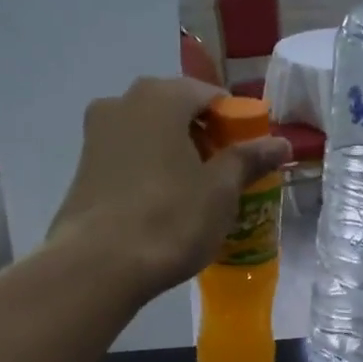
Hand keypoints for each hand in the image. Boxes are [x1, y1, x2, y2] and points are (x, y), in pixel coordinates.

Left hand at [49, 76, 290, 302]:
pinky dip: (149, 173)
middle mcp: (122, 102)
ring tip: (195, 195)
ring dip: (175, 156)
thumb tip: (280, 142)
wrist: (98, 266)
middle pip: (176, 112)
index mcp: (161, 96)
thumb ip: (249, 160)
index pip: (211, 95)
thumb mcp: (220, 192)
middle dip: (204, 139)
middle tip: (225, 177)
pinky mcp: (82, 169)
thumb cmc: (169, 219)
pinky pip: (128, 159)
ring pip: (149, 136)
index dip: (236, 124)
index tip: (249, 156)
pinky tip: (161, 207)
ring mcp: (96, 135)